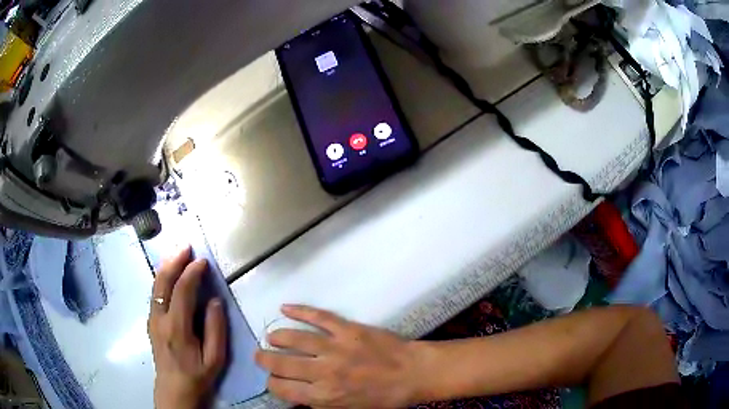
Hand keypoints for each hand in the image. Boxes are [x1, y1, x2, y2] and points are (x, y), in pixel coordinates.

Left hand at [148, 247, 226, 408]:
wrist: (173, 388)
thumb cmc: (197, 375)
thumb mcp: (215, 358)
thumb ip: (216, 329)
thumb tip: (215, 300)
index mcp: (177, 328)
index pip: (182, 291)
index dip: (192, 273)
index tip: (203, 262)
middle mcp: (160, 318)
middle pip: (163, 282)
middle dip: (174, 261)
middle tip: (185, 246)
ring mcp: (152, 319)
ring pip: (156, 285)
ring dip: (166, 266)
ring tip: (177, 253)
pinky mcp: (150, 321)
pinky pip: (155, 293)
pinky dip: (162, 278)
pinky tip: (169, 273)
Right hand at [255, 305, 421, 407]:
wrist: (413, 373)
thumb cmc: (384, 397)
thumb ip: (321, 403)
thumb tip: (298, 394)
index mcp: (325, 396)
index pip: (284, 389)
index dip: (273, 384)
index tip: (273, 380)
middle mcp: (325, 372)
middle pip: (282, 364)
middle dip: (265, 360)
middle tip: (259, 356)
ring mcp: (336, 347)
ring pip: (295, 338)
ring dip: (278, 336)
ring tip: (270, 337)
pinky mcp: (348, 329)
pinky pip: (318, 316)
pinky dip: (299, 310)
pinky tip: (285, 307)